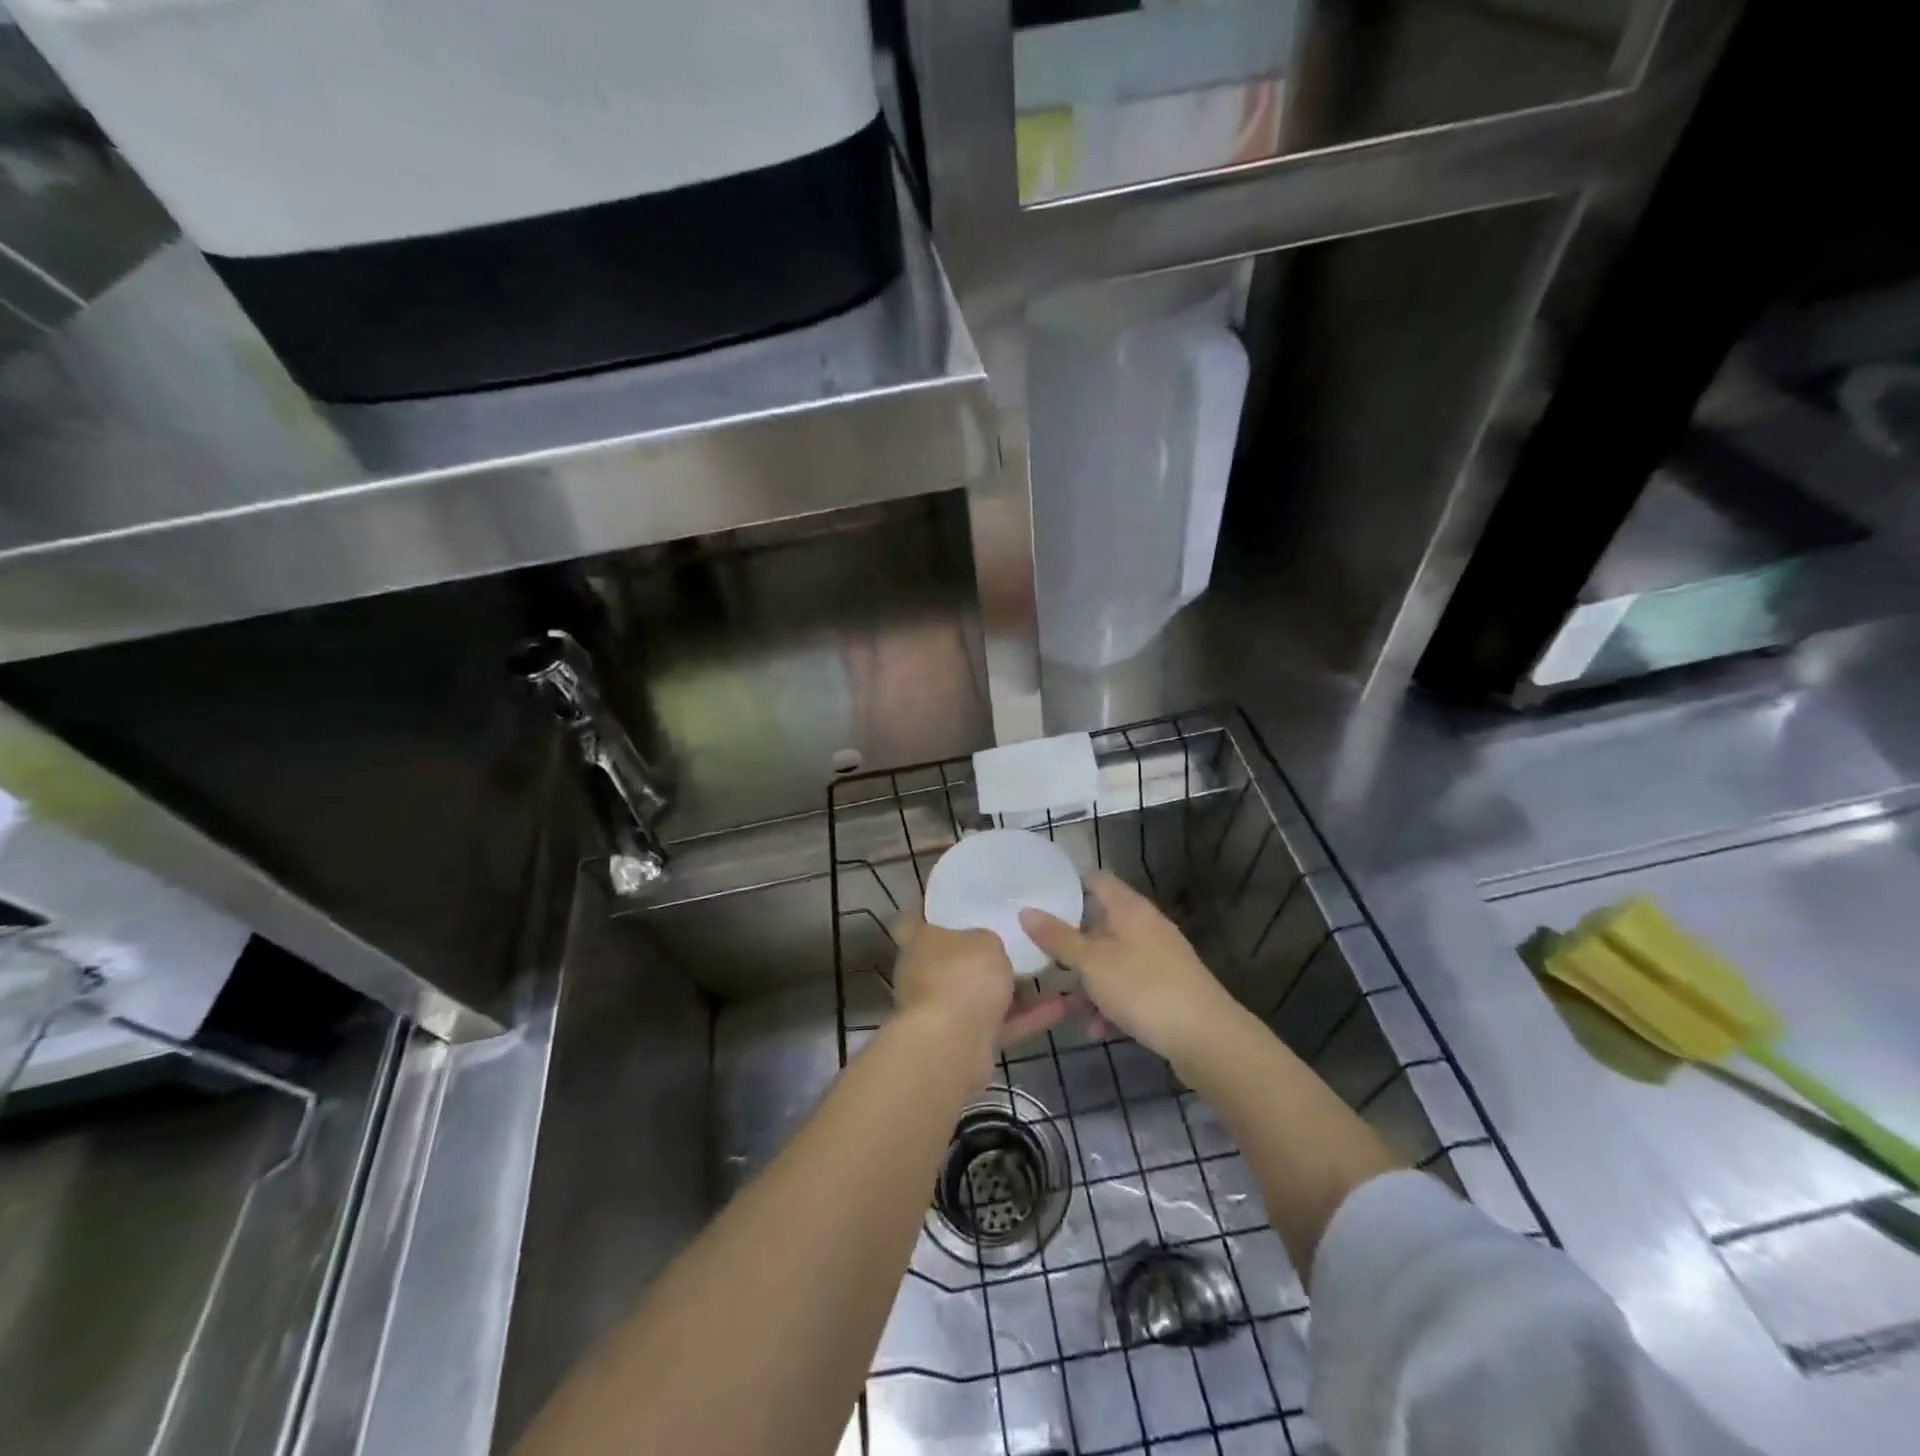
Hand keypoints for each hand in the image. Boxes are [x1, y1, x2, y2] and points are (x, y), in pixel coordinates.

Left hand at [891, 910, 1067, 1080]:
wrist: (952, 1046)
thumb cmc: (961, 976)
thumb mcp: (984, 941)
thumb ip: (986, 939)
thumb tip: (985, 946)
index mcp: (918, 942)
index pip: (911, 919)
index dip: (927, 910)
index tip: (951, 904)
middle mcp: (923, 975)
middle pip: (949, 958)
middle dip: (977, 953)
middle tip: (1010, 937)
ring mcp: (941, 1011)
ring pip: (977, 994)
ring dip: (1009, 989)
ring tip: (1045, 971)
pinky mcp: (963, 1042)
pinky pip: (998, 1024)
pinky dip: (1025, 1017)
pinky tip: (1059, 1005)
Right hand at [1019, 872, 1240, 1065]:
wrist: (1208, 1039)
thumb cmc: (1144, 989)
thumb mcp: (1092, 963)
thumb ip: (1058, 938)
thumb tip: (1026, 910)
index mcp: (1130, 909)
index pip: (1097, 881)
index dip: (1069, 888)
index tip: (1040, 904)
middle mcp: (1146, 927)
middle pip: (1101, 924)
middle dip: (1073, 945)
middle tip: (1044, 960)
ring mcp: (1159, 959)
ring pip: (1113, 961)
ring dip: (1089, 982)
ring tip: (1069, 1009)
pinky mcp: (1167, 990)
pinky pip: (1129, 988)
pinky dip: (1111, 1004)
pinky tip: (1097, 1030)